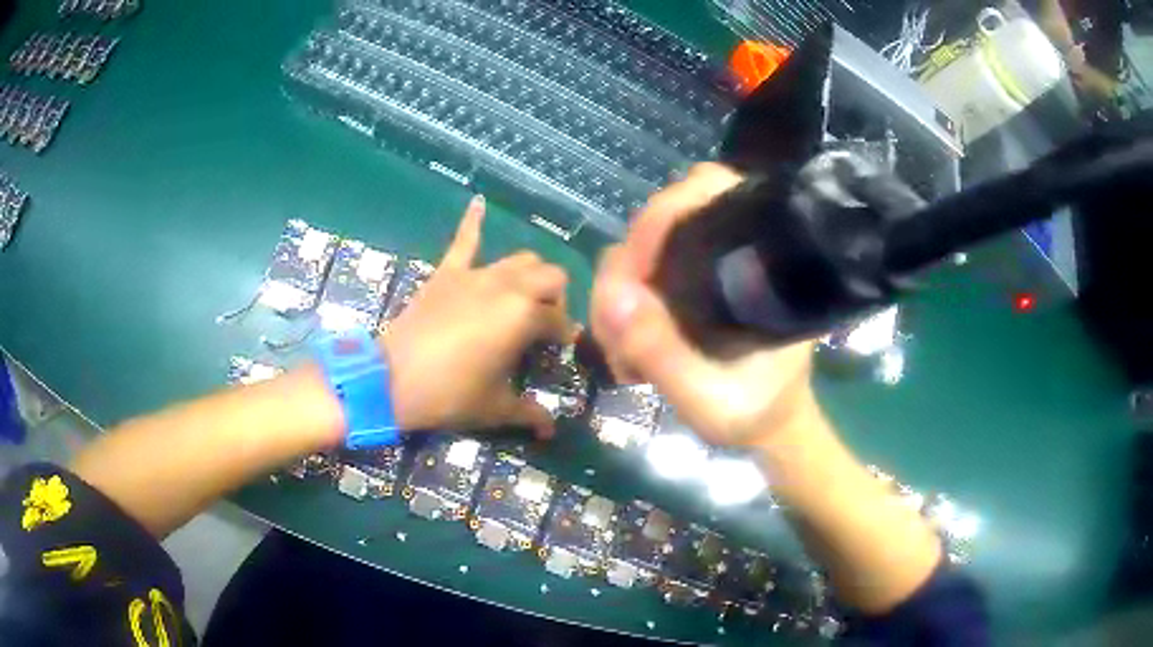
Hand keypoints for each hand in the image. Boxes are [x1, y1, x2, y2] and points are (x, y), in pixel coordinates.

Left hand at [382, 195, 572, 437]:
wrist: (392, 379)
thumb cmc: (449, 394)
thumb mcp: (494, 408)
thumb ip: (529, 414)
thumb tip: (552, 431)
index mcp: (525, 317)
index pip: (559, 321)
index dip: (563, 338)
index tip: (558, 353)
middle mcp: (508, 287)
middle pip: (550, 277)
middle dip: (555, 298)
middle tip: (542, 324)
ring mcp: (476, 275)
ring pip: (520, 259)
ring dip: (530, 274)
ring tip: (524, 295)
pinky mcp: (448, 272)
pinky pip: (463, 240)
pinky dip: (473, 221)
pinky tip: (479, 201)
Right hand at [590, 163, 818, 447]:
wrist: (771, 424)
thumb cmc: (755, 411)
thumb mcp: (709, 397)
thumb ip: (664, 354)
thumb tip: (615, 298)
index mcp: (761, 261)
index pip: (708, 190)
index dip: (659, 219)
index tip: (631, 279)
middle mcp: (734, 248)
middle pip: (661, 218)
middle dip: (625, 271)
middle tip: (617, 336)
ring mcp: (707, 263)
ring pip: (641, 247)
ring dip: (617, 294)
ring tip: (623, 356)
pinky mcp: (688, 282)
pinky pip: (638, 273)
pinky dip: (621, 304)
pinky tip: (627, 346)